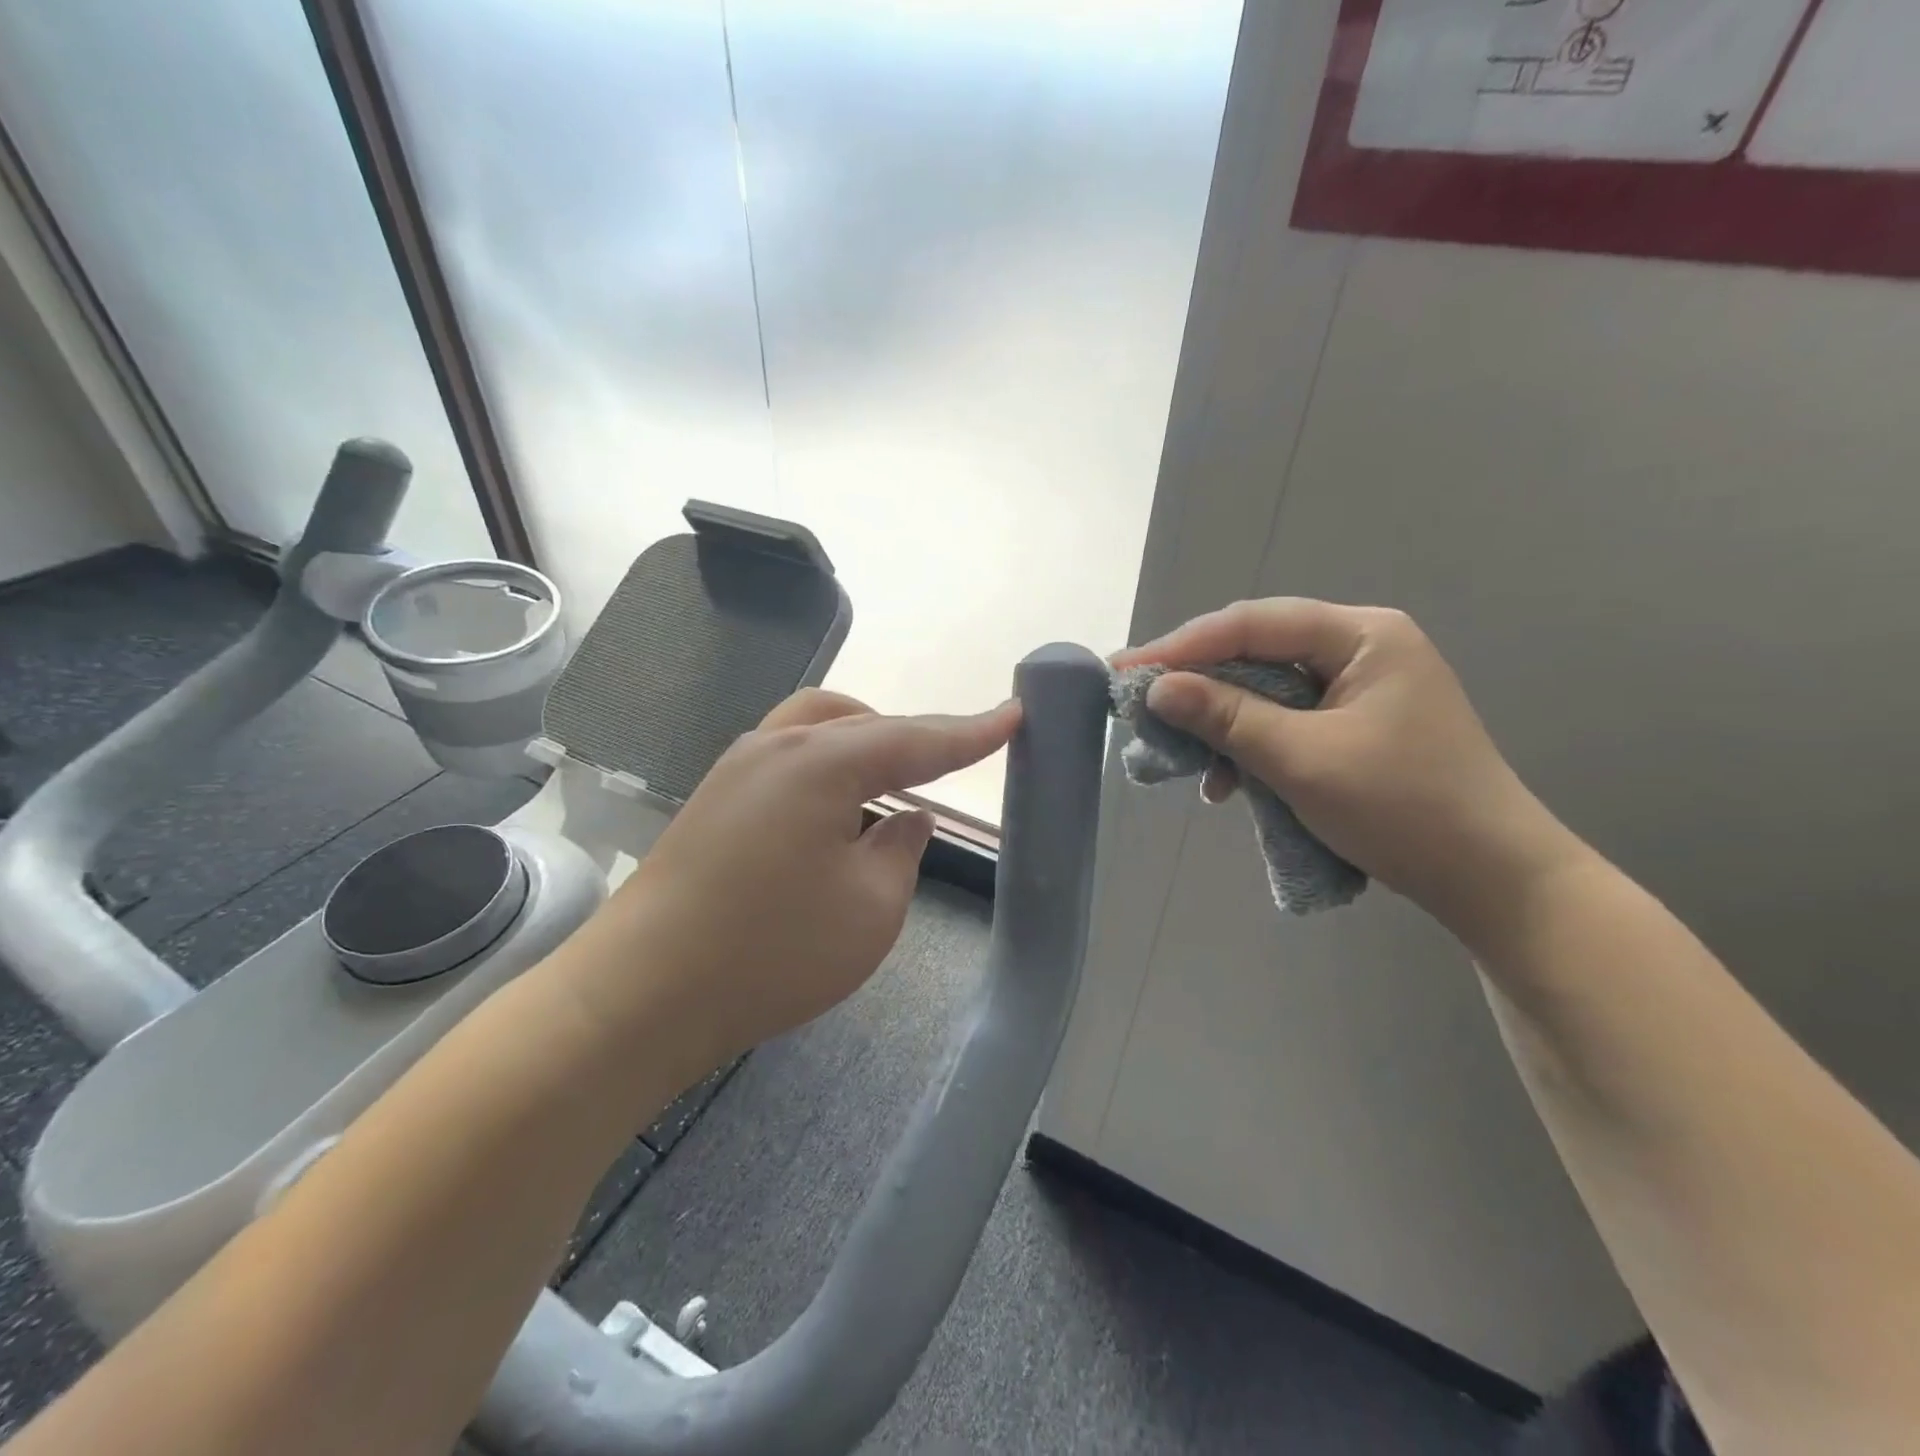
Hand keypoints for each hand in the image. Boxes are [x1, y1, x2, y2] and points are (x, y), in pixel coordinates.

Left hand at [563, 689, 1019, 1079]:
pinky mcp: (714, 800)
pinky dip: (827, 765)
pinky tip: (836, 808)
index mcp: (821, 762)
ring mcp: (736, 769)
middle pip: (862, 722)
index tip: (1015, 713)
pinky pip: (788, 757)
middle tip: (953, 760)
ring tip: (894, 780)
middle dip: (913, 738)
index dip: (971, 732)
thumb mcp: (870, 908)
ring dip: (864, 743)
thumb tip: (905, 818)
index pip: (915, 740)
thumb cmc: (771, 951)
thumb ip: (901, 850)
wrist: (641, 993)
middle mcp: (776, 747)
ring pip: (816, 728)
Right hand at [1115, 599, 1586, 942]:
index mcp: (1361, 635)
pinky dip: (1251, 747)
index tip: (1126, 670)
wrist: (1490, 879)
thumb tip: (1157, 688)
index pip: (1252, 623)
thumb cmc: (1402, 807)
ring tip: (1182, 757)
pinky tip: (1228, 782)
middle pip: (1257, 652)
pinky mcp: (1354, 726)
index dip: (1183, 646)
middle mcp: (1359, 648)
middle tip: (1140, 705)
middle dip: (1198, 685)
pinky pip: (1285, 722)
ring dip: (1222, 724)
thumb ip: (1226, 716)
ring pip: (1266, 690)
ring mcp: (1358, 688)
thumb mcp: (1302, 759)